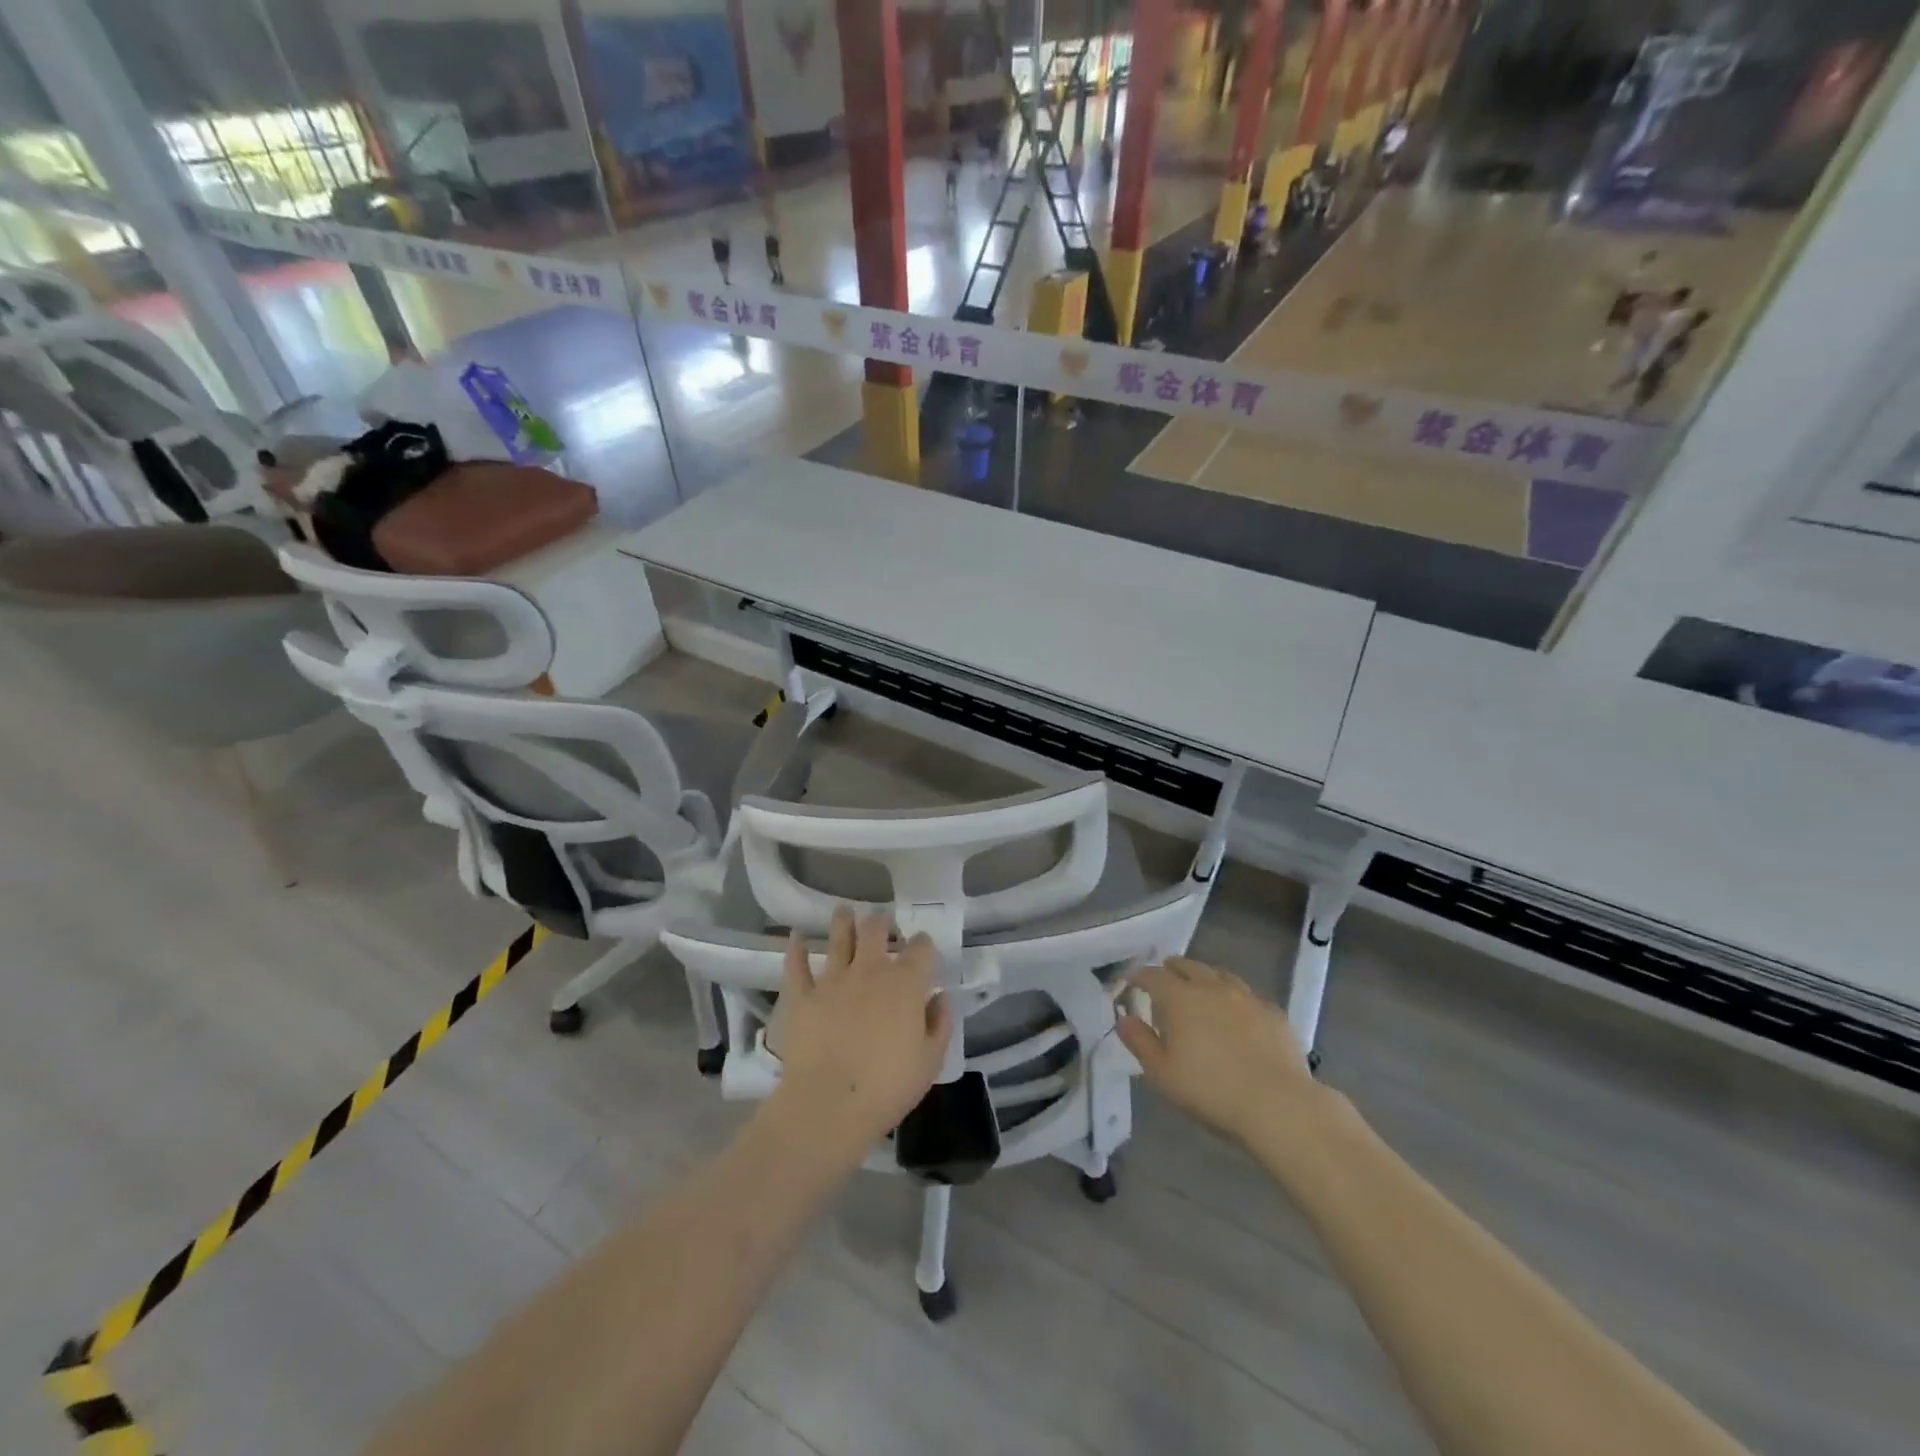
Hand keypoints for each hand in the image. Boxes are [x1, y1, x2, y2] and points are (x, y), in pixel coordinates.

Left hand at [767, 908, 951, 1161]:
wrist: (830, 1104)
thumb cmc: (889, 1086)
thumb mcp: (931, 1060)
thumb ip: (939, 1023)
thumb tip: (939, 996)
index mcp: (905, 984)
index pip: (920, 948)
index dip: (922, 944)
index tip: (921, 948)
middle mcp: (870, 971)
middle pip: (875, 930)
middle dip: (881, 923)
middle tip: (881, 923)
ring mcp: (833, 980)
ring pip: (839, 938)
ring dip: (842, 922)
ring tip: (844, 912)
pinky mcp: (802, 996)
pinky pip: (796, 965)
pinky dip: (796, 948)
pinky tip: (796, 936)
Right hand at [1116, 957, 1320, 1148]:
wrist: (1278, 1105)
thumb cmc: (1210, 1090)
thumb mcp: (1162, 1073)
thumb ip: (1139, 1041)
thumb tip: (1123, 1018)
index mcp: (1180, 998)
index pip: (1153, 975)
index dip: (1139, 976)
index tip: (1131, 981)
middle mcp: (1212, 987)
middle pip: (1187, 965)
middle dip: (1171, 969)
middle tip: (1163, 980)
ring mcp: (1246, 997)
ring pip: (1218, 974)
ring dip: (1203, 977)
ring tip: (1198, 989)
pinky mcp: (1273, 1012)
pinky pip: (1246, 994)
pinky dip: (1233, 997)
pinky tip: (1235, 1013)